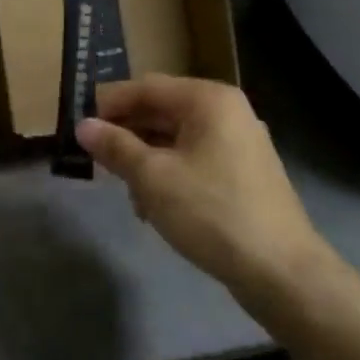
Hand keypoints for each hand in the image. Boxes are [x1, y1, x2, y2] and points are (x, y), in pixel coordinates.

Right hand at [75, 75, 326, 301]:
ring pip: (175, 138)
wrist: (282, 273)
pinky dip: (168, 172)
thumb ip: (114, 146)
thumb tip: (82, 126)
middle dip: (125, 133)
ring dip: (143, 157)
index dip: (107, 104)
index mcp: (208, 100)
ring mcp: (239, 143)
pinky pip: (193, 159)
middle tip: (94, 157)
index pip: (144, 87)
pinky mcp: (243, 174)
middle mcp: (227, 112)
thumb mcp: (152, 177)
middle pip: (160, 110)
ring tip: (123, 188)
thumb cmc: (212, 212)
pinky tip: (152, 205)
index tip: (78, 127)